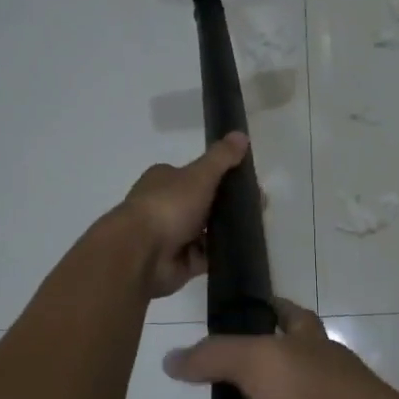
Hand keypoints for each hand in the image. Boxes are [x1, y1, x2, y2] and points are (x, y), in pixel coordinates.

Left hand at [114, 132, 248, 297]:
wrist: (141, 253)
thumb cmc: (168, 206)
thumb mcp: (199, 175)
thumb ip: (222, 157)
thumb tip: (242, 134)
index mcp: (165, 180)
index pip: (196, 175)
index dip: (221, 178)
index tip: (247, 183)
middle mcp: (165, 206)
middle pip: (203, 204)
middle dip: (227, 206)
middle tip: (257, 208)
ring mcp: (171, 237)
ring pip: (206, 232)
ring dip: (226, 231)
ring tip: (255, 229)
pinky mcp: (179, 263)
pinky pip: (206, 257)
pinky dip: (221, 255)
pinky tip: (242, 250)